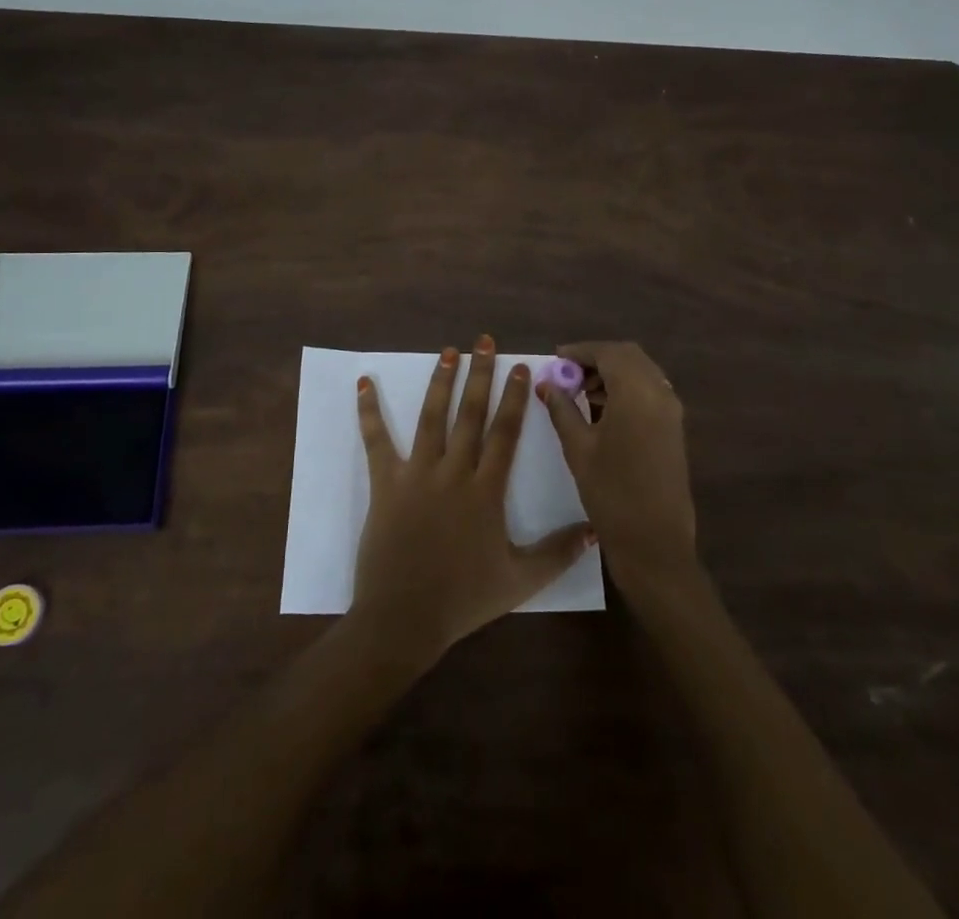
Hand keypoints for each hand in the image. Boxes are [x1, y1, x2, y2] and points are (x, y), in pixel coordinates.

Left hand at [352, 336, 595, 664]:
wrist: (404, 618)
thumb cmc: (464, 599)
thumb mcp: (521, 580)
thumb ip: (559, 552)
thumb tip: (594, 528)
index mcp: (486, 490)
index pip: (505, 433)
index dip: (514, 397)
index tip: (520, 367)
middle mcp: (454, 472)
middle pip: (470, 414)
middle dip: (479, 374)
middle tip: (483, 341)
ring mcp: (417, 474)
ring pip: (431, 417)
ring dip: (440, 381)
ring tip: (447, 351)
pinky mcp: (385, 483)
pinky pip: (376, 441)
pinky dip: (368, 411)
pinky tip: (364, 383)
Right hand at [540, 342, 697, 592]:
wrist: (655, 543)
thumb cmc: (611, 493)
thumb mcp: (578, 448)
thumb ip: (562, 409)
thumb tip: (546, 384)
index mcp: (637, 393)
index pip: (608, 353)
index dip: (580, 351)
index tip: (555, 359)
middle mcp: (660, 393)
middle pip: (628, 356)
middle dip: (597, 359)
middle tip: (567, 375)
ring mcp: (671, 411)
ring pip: (641, 372)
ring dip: (612, 373)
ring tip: (580, 393)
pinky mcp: (674, 428)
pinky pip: (650, 391)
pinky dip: (626, 389)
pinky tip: (602, 410)